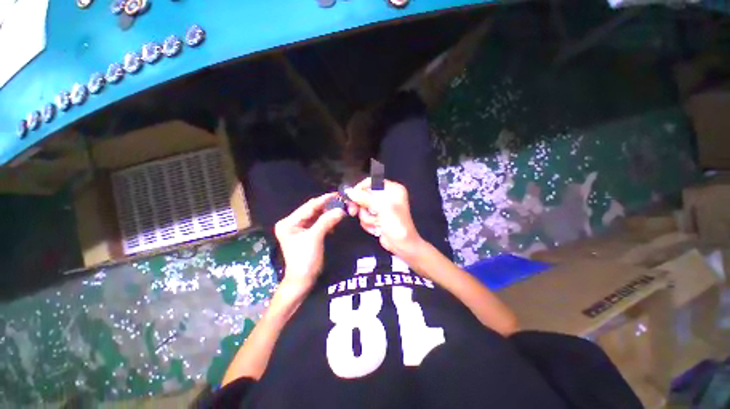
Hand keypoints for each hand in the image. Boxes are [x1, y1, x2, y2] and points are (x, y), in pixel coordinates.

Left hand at [275, 193, 344, 289]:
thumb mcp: (315, 238)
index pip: (308, 207)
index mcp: (288, 222)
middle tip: (341, 201)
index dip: (323, 200)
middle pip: (312, 210)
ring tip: (341, 208)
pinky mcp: (307, 233)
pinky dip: (327, 220)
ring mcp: (300, 228)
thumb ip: (327, 221)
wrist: (303, 280)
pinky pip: (319, 223)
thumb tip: (341, 209)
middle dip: (327, 206)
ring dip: (328, 212)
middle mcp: (292, 223)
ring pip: (316, 216)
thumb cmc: (305, 259)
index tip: (337, 194)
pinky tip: (335, 219)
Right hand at [345, 178, 423, 259]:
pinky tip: (377, 228)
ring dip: (367, 217)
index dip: (360, 188)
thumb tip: (349, 191)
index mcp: (392, 189)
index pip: (371, 182)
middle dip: (362, 206)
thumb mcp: (382, 208)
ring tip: (376, 223)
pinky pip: (365, 216)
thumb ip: (365, 198)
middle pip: (365, 195)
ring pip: (363, 207)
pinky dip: (369, 223)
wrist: (402, 245)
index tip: (351, 196)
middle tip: (354, 212)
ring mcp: (381, 208)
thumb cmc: (396, 224)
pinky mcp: (377, 217)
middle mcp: (386, 196)